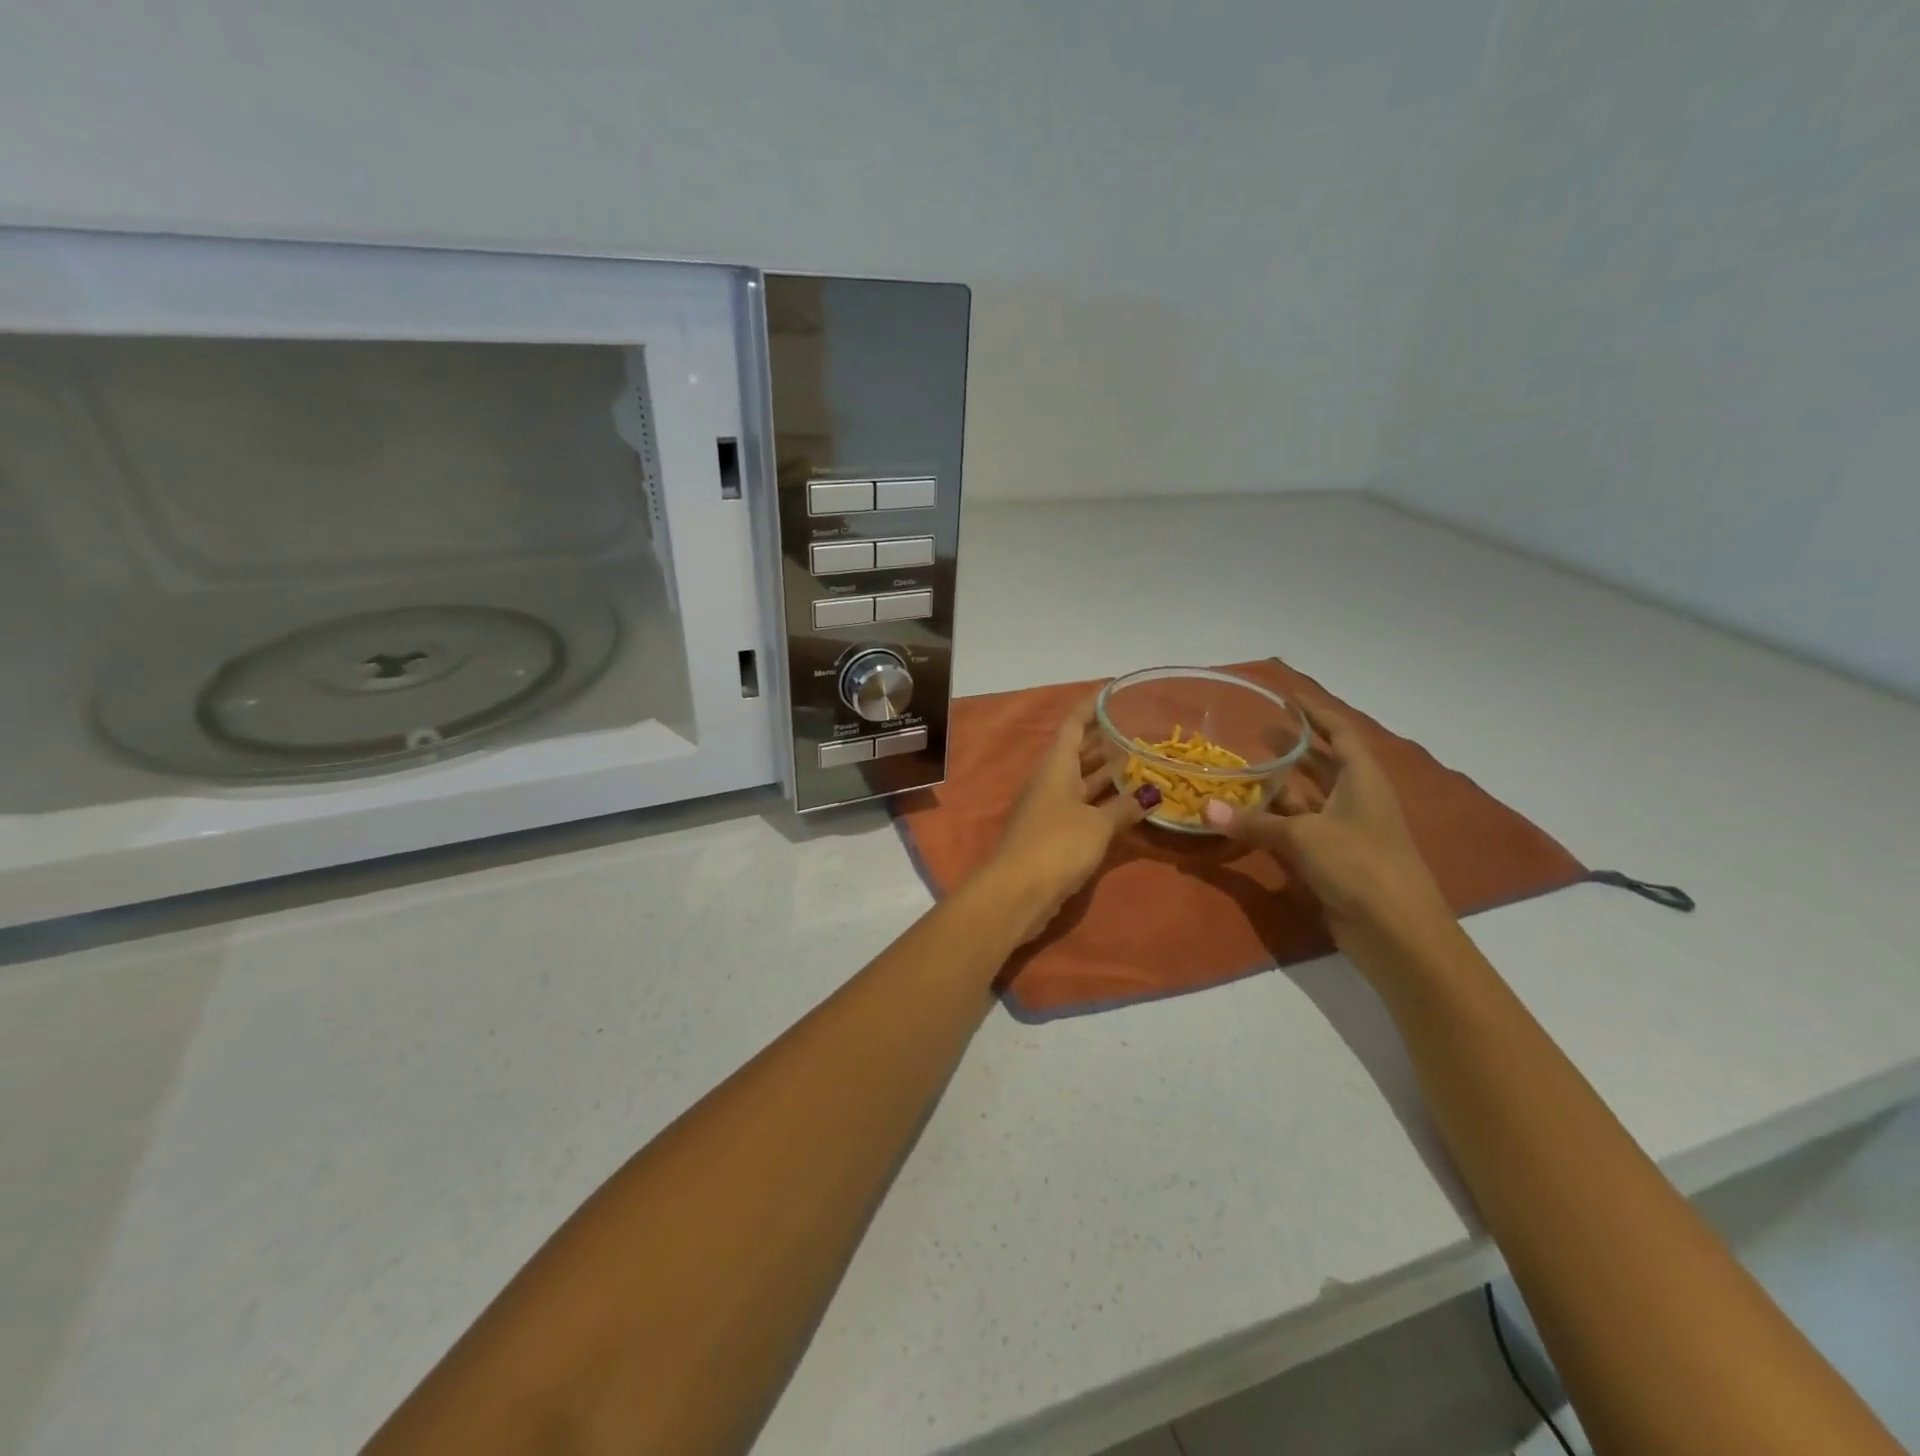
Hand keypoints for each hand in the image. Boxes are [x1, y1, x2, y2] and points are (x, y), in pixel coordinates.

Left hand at [978, 691, 1153, 943]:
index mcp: (1055, 766)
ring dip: (1107, 772)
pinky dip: (1105, 802)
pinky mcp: (1054, 834)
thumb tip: (1153, 792)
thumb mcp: (1097, 824)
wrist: (1017, 892)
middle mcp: (1051, 781)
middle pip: (1078, 752)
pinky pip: (1084, 807)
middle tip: (1138, 728)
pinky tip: (1129, 804)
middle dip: (1104, 739)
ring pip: (1083, 781)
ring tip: (1142, 760)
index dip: (1091, 706)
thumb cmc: (1056, 845)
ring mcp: (1051, 808)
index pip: (1073, 724)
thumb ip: (1125, 807)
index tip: (1112, 691)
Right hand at [1204, 699, 1451, 947]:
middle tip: (1256, 731)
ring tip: (1242, 769)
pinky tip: (1247, 816)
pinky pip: (1298, 830)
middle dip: (1294, 747)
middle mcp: (1356, 800)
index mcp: (1362, 780)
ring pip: (1307, 799)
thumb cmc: (1360, 866)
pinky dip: (1274, 822)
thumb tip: (1206, 810)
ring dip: (1279, 786)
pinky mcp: (1333, 860)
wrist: (1397, 932)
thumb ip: (1255, 822)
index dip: (1317, 712)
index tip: (1289, 696)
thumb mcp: (1303, 837)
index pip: (1341, 733)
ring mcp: (1345, 832)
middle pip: (1323, 764)